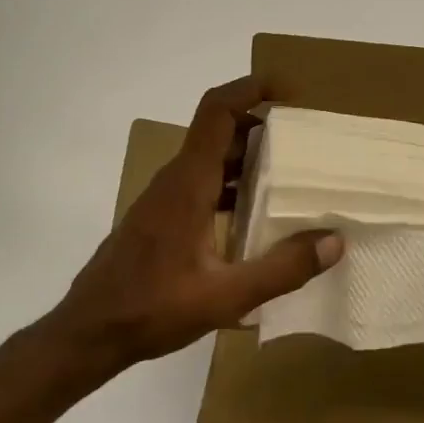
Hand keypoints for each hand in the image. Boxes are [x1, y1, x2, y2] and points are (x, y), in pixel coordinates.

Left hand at [40, 77, 341, 373]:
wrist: (89, 333)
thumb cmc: (153, 309)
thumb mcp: (226, 295)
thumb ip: (282, 269)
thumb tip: (334, 241)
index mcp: (187, 184)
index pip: (217, 112)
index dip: (251, 89)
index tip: (289, 93)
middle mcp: (174, 182)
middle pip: (218, 133)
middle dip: (261, 129)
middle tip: (304, 145)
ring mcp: (163, 201)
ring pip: (209, 161)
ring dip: (247, 161)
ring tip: (289, 180)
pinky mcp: (159, 221)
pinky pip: (200, 186)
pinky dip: (230, 187)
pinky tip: (254, 219)